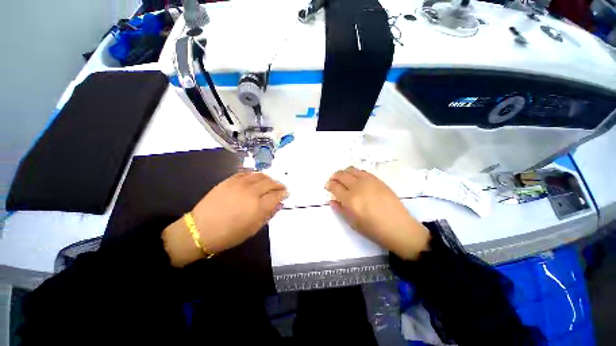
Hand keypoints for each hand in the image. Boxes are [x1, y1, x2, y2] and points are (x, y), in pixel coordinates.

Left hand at [163, 172, 287, 266]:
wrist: (200, 230)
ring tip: (270, 182)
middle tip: (281, 187)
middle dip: (278, 184)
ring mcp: (239, 184)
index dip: (283, 193)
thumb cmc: (230, 234)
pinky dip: (254, 174)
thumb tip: (278, 204)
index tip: (286, 193)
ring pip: (259, 175)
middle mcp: (251, 192)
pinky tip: (256, 178)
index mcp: (258, 206)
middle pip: (270, 183)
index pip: (276, 195)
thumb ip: (268, 214)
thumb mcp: (253, 229)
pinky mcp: (229, 180)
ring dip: (268, 178)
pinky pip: (246, 173)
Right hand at [325, 167, 429, 259]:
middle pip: (342, 175)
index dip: (329, 185)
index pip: (335, 186)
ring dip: (344, 172)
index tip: (327, 186)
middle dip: (334, 176)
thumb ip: (340, 209)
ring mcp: (369, 181)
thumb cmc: (373, 230)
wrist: (399, 227)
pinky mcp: (378, 180)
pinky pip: (363, 171)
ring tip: (343, 177)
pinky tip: (355, 177)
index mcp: (350, 200)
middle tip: (333, 180)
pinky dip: (355, 172)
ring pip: (352, 170)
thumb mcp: (353, 223)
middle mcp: (358, 187)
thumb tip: (332, 200)